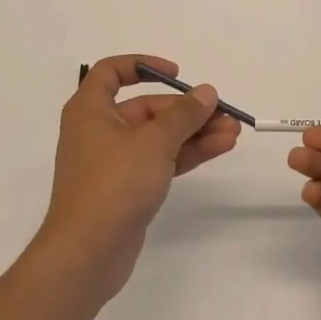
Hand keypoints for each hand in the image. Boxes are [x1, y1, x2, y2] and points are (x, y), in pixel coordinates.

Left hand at [33, 54, 240, 304]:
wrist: (87, 254)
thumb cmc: (113, 184)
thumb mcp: (154, 142)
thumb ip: (184, 114)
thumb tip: (207, 92)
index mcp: (90, 109)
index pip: (111, 72)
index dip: (143, 65)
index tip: (176, 73)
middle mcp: (99, 130)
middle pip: (146, 107)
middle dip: (187, 110)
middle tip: (225, 113)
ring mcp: (113, 162)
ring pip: (159, 137)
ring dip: (194, 132)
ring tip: (233, 132)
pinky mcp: (127, 188)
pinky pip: (160, 160)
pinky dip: (187, 153)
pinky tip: (219, 148)